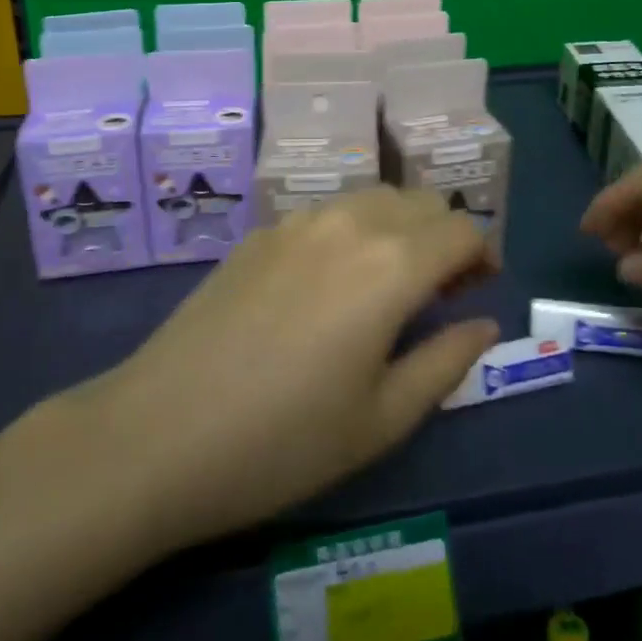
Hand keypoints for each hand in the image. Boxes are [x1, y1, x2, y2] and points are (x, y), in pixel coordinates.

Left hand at [63, 189, 498, 552]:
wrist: (158, 433)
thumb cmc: (283, 442)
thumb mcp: (382, 419)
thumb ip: (446, 362)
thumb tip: (483, 323)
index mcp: (391, 265)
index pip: (462, 228)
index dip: (483, 254)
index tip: (479, 290)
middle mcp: (350, 223)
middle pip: (420, 201)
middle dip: (445, 235)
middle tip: (440, 291)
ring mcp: (299, 222)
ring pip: (373, 198)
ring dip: (400, 227)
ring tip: (388, 282)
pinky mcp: (261, 233)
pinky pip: (328, 212)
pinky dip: (353, 230)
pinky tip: (329, 283)